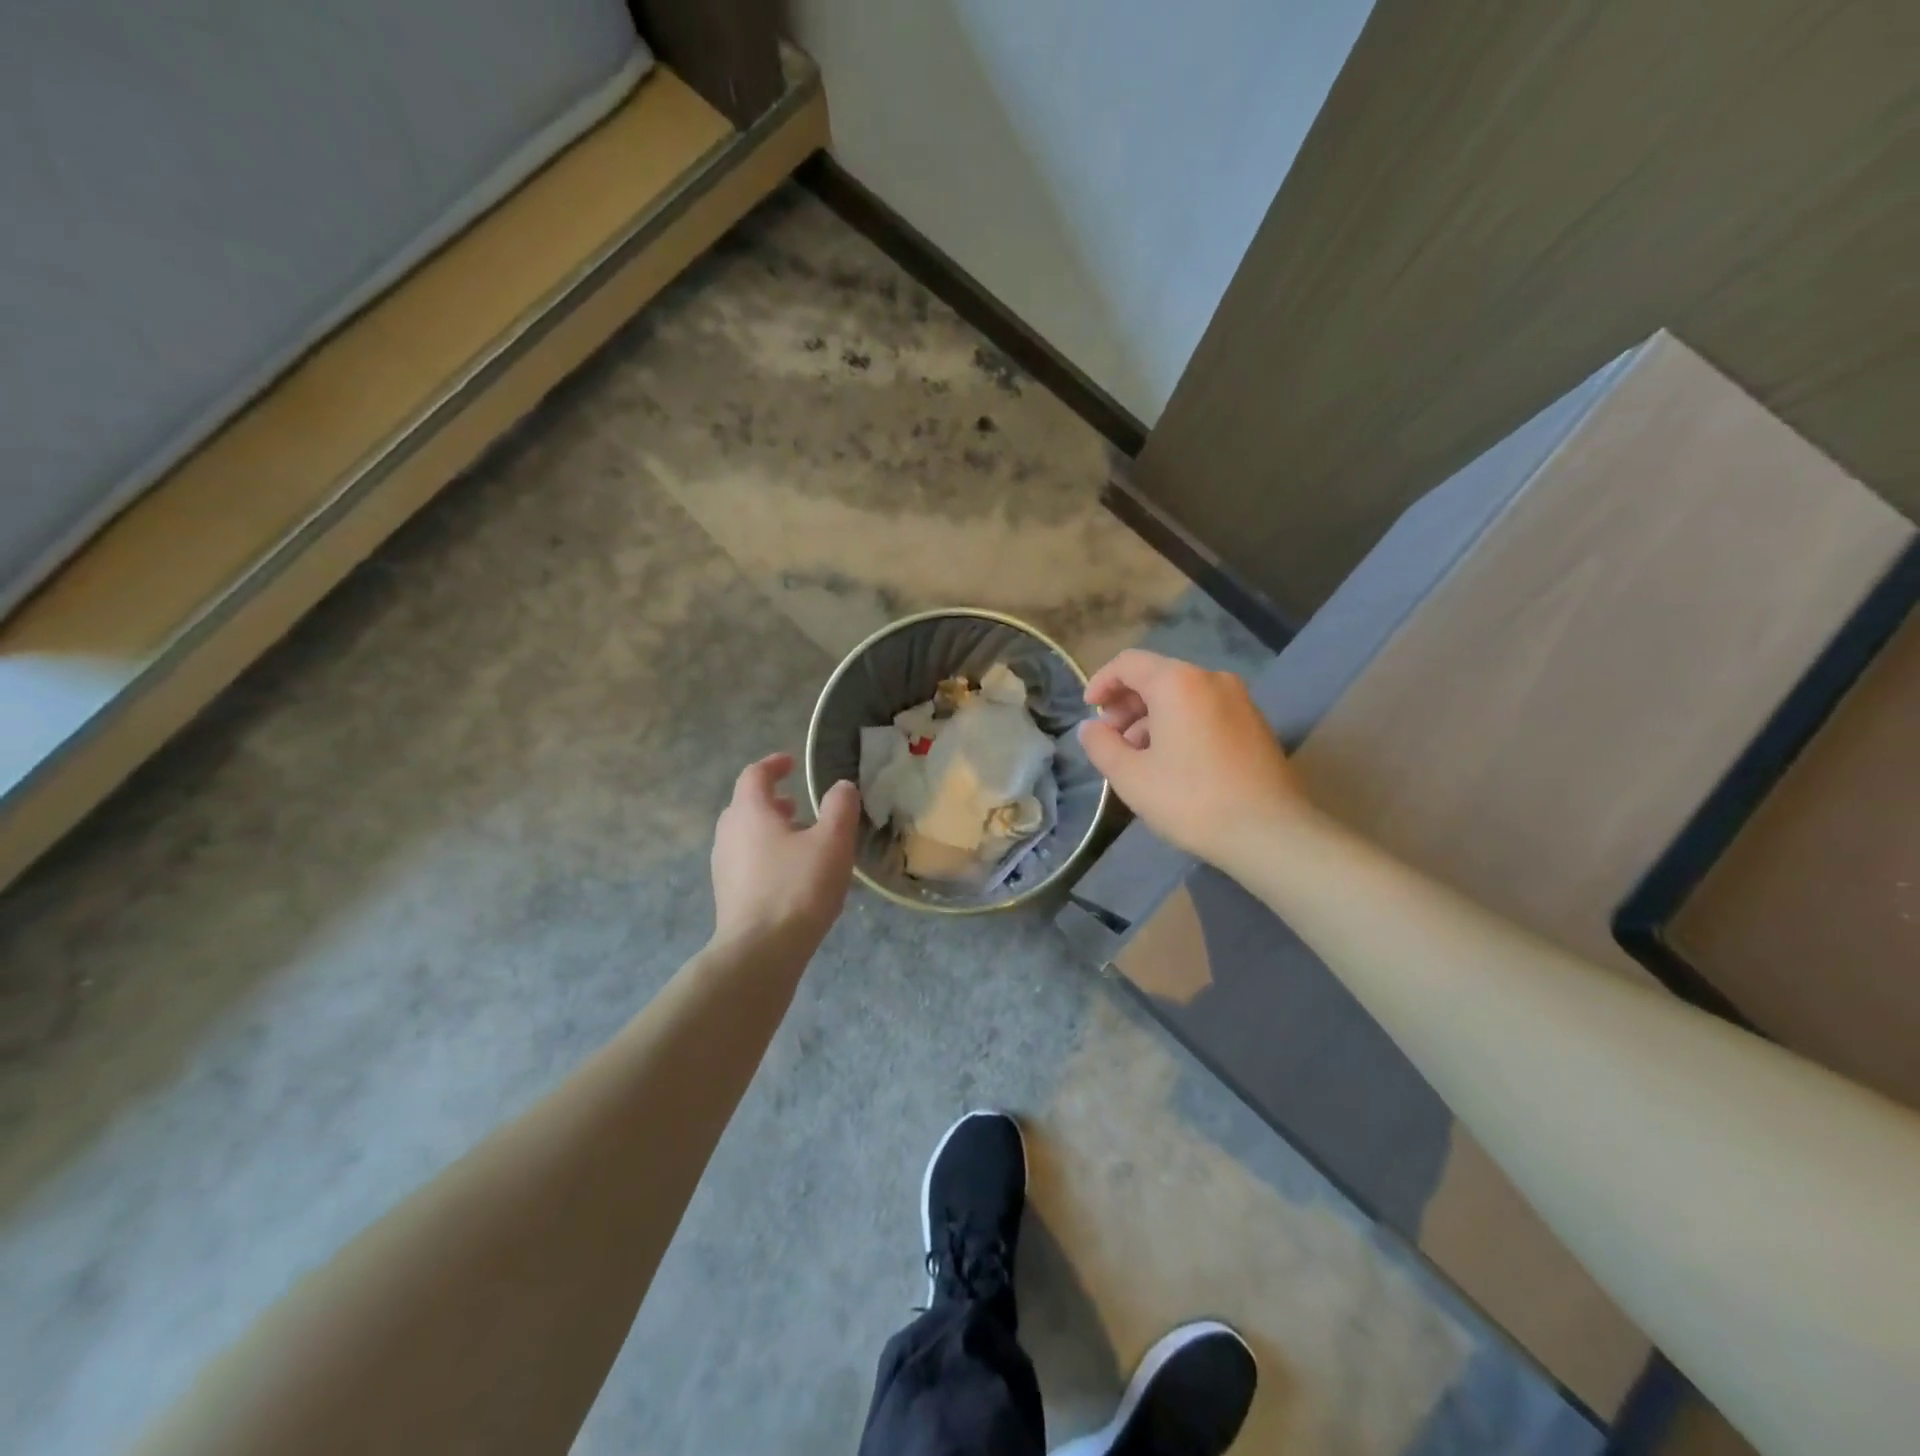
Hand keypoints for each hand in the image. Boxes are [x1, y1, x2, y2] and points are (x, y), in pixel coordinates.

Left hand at [711, 754, 859, 953]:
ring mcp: (723, 867)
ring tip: (800, 842)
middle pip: (746, 806)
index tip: (792, 763)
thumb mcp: (832, 842)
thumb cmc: (797, 888)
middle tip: (798, 805)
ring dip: (770, 830)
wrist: (759, 952)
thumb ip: (840, 807)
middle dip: (772, 801)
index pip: (755, 775)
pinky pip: (746, 862)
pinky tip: (791, 876)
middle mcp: (728, 834)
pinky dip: (766, 855)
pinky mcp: (727, 895)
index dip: (774, 765)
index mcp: (749, 813)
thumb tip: (842, 786)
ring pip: (745, 836)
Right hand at [1080, 650, 1309, 866]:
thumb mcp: (1130, 776)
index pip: (1128, 663)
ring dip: (1151, 718)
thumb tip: (1090, 728)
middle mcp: (1211, 679)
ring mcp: (1239, 700)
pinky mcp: (1254, 723)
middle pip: (1156, 677)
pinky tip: (1171, 762)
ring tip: (1137, 757)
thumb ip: (1101, 745)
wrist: (1269, 832)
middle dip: (1126, 704)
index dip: (1101, 682)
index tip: (1088, 710)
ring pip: (1181, 696)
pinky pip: (1204, 710)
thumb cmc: (1191, 799)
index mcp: (1178, 682)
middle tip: (1109, 739)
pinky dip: (1179, 725)